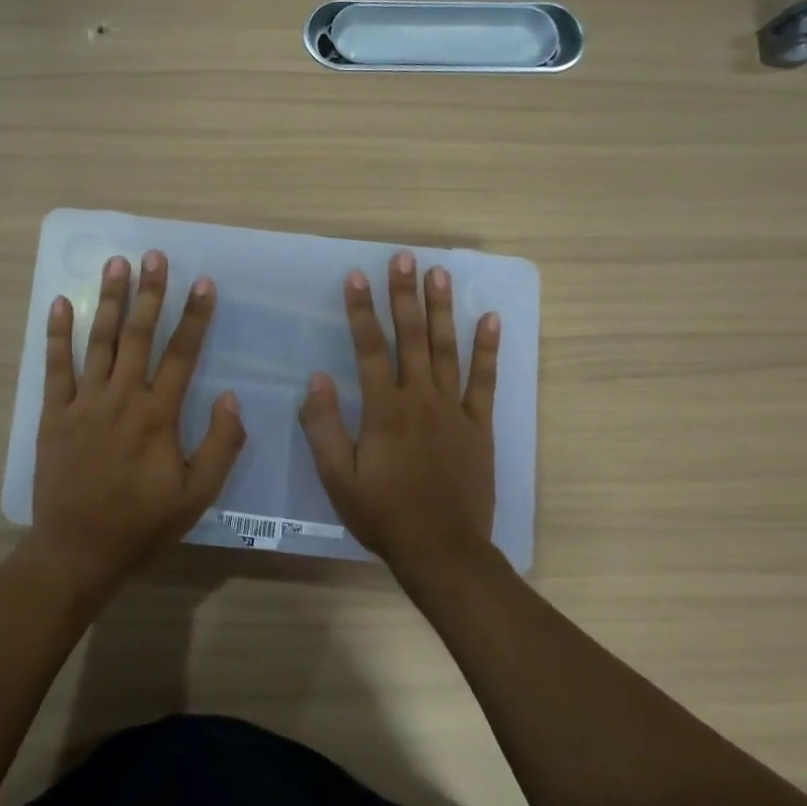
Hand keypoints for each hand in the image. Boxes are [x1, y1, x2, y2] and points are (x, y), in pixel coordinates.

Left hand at [31, 251, 245, 583]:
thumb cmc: (143, 522)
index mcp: (158, 415)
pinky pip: (55, 367)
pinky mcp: (55, 414)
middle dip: (149, 292)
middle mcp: (122, 398)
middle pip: (138, 335)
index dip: (195, 317)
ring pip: (98, 341)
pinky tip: (59, 303)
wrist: (80, 547)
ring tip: (115, 264)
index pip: (181, 354)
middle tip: (154, 255)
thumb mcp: (198, 494)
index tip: (204, 283)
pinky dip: (57, 335)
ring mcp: (84, 403)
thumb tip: (232, 398)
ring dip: (107, 300)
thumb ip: (221, 445)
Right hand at [297, 251, 500, 574]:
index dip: (362, 311)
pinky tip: (489, 319)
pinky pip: (485, 380)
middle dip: (404, 295)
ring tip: (439, 273)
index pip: (370, 349)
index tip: (357, 276)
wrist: (442, 549)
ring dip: (441, 309)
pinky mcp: (479, 426)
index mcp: (385, 411)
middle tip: (404, 256)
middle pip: (412, 337)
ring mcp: (454, 410)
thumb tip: (317, 379)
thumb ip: (325, 426)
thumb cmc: (383, 514)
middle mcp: (421, 399)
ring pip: (447, 349)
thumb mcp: (338, 477)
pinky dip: (488, 349)